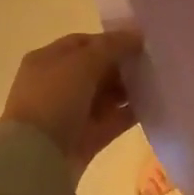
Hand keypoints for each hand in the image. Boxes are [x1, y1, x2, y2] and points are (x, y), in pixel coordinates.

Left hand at [3, 31, 141, 174]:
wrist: (37, 159)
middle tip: (152, 63)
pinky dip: (129, 113)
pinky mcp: (84, 139)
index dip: (111, 40)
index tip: (139, 42)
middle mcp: (56, 85)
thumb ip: (112, 46)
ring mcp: (70, 114)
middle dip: (122, 65)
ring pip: (105, 95)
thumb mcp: (83, 63)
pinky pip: (112, 120)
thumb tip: (137, 35)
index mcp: (47, 60)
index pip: (82, 43)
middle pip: (96, 68)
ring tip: (156, 82)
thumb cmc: (54, 99)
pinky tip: (152, 105)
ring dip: (128, 89)